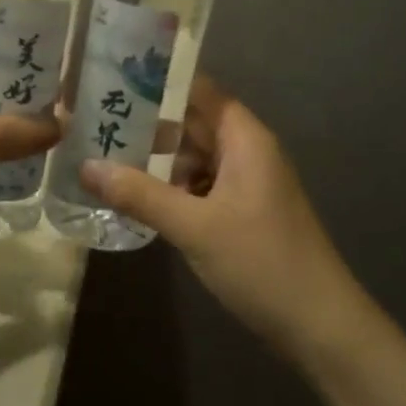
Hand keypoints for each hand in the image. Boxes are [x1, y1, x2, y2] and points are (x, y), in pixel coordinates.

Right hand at [79, 77, 360, 356]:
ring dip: (156, 160)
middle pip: (193, 123)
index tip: (110, 79)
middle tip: (93, 122)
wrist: (319, 325)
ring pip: (194, 158)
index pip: (198, 90)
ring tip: (103, 158)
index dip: (158, 82)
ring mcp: (246, 184)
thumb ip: (139, 194)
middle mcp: (247, 152)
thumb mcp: (194, 226)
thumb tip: (85, 166)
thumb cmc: (261, 262)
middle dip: (147, 124)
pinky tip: (137, 199)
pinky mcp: (242, 213)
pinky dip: (172, 188)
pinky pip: (201, 186)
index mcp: (244, 139)